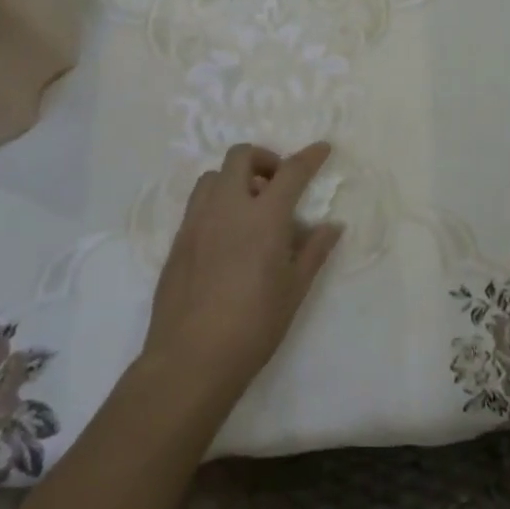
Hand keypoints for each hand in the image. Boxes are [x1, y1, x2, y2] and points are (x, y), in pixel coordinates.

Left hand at [142, 141, 341, 408]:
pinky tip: (228, 236)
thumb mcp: (294, 289)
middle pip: (241, 157)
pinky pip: (197, 204)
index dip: (310, 157)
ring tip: (250, 209)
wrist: (190, 360)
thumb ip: (314, 251)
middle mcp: (227, 209)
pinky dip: (217, 203)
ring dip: (235, 179)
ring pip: (213, 177)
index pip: (291, 172)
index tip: (322, 149)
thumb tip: (332, 226)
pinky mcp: (177, 242)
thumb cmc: (254, 325)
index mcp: (263, 217)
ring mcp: (196, 223)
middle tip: (278, 185)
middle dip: (264, 159)